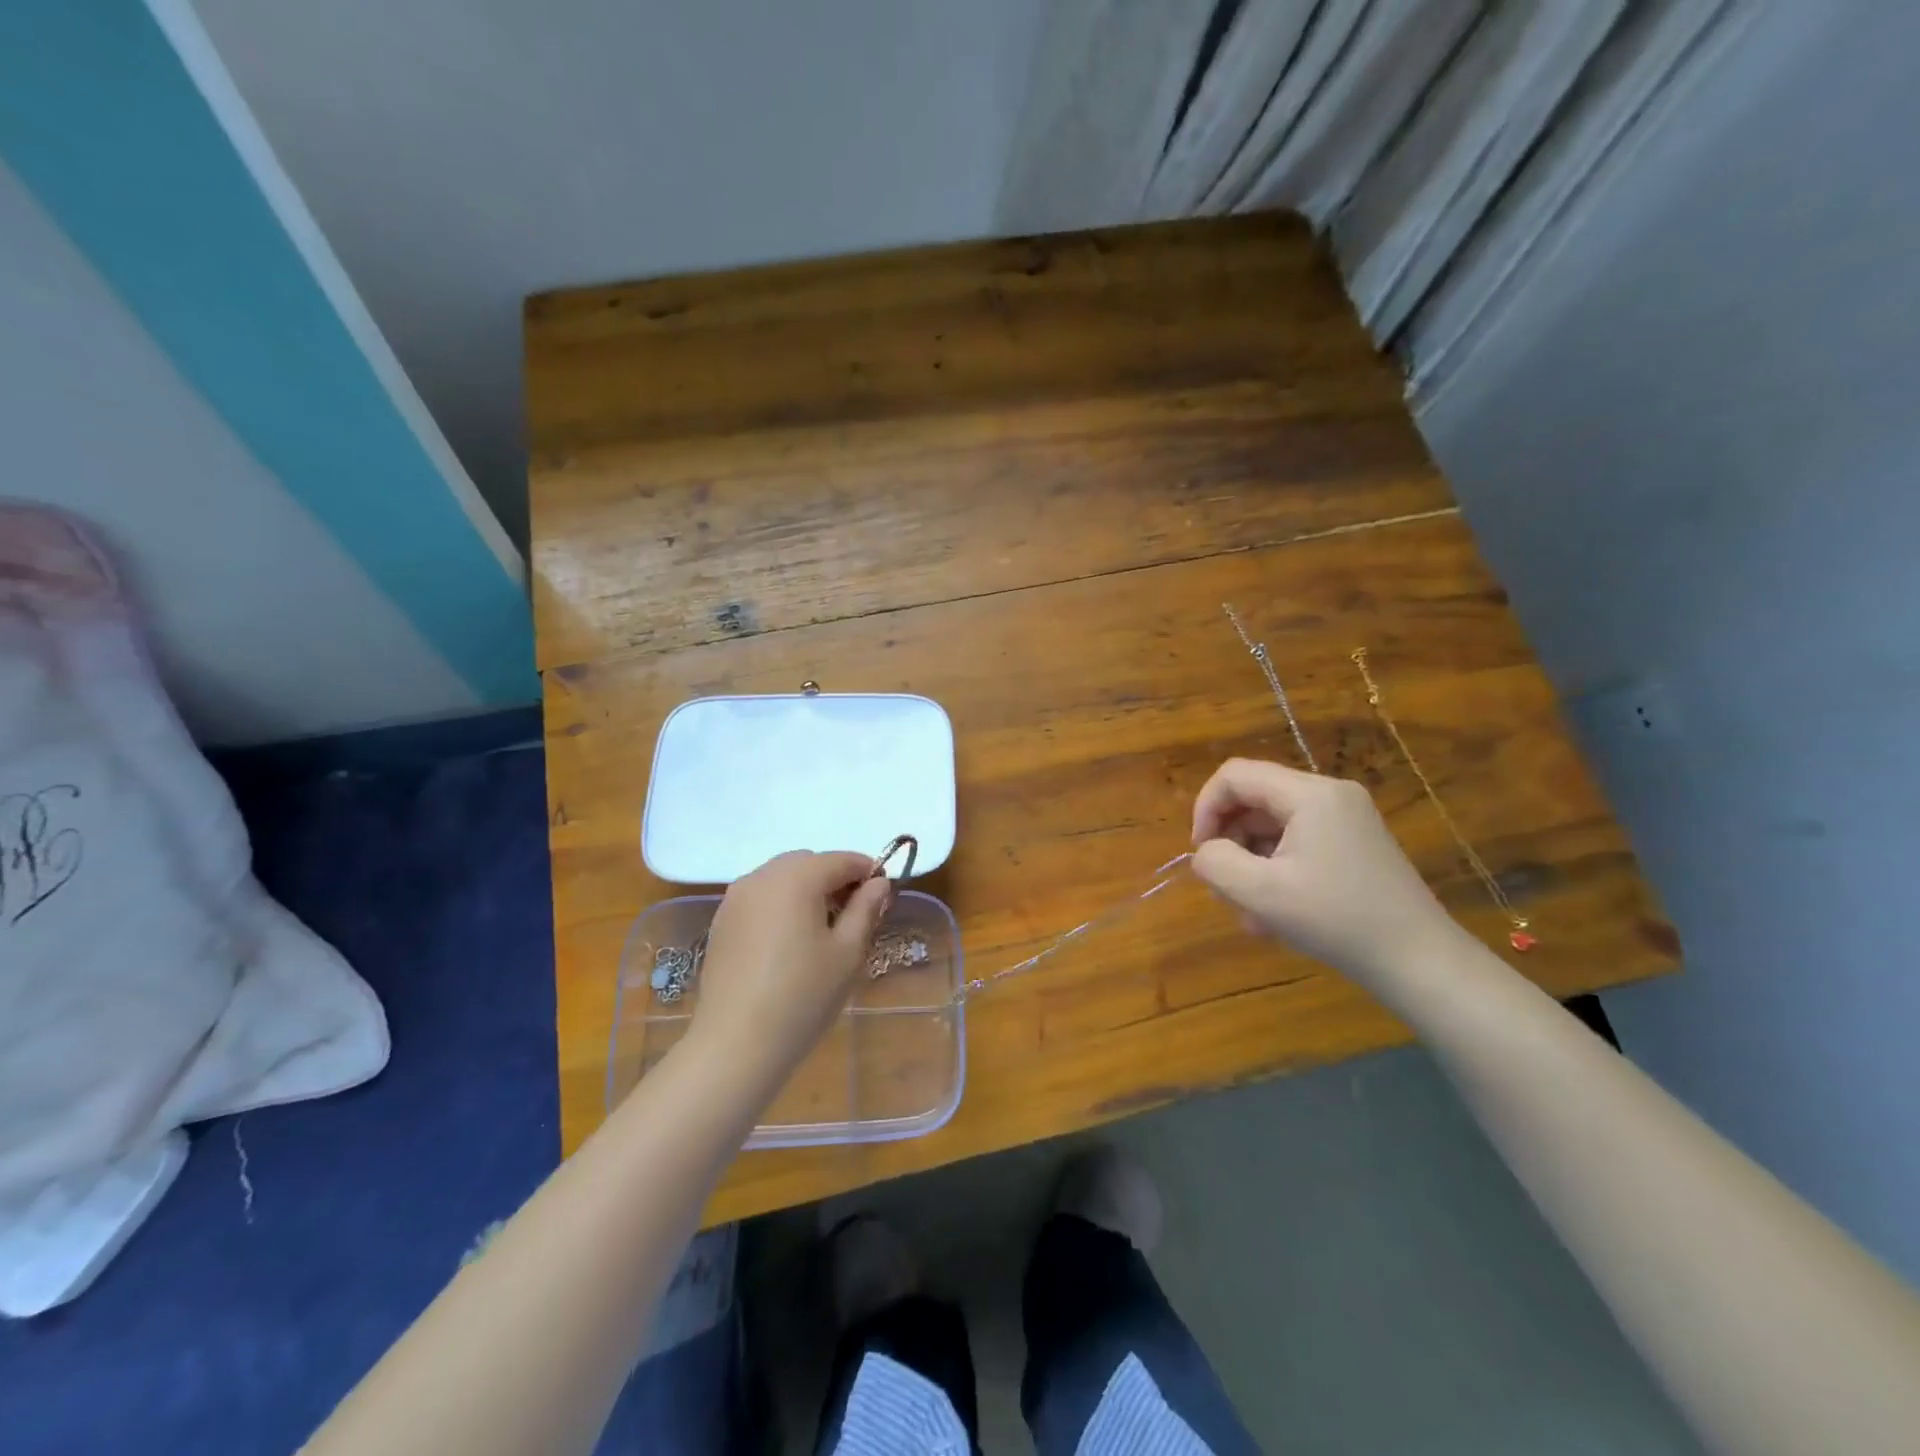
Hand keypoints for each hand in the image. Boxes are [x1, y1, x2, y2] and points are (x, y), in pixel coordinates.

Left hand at [688, 850, 890, 1086]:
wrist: (736, 1044)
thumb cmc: (803, 995)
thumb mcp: (848, 952)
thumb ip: (866, 909)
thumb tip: (878, 882)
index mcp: (797, 878)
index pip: (841, 859)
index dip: (867, 871)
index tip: (883, 896)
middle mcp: (762, 876)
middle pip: (808, 862)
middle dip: (834, 878)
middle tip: (853, 915)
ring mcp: (735, 898)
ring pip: (781, 877)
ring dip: (805, 889)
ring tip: (821, 930)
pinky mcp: (721, 922)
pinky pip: (760, 897)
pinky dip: (780, 905)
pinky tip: (788, 942)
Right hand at [1190, 758, 1465, 985]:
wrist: (1419, 961)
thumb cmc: (1336, 920)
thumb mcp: (1260, 893)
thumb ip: (1215, 862)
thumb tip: (1206, 852)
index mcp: (1310, 794)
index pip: (1234, 776)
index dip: (1205, 809)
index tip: (1201, 853)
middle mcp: (1330, 795)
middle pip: (1255, 799)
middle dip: (1230, 841)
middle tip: (1224, 887)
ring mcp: (1347, 819)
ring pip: (1273, 825)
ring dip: (1251, 862)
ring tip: (1251, 911)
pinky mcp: (1355, 844)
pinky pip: (1298, 842)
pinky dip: (1277, 870)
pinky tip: (1275, 913)